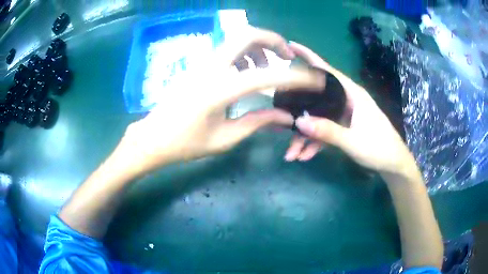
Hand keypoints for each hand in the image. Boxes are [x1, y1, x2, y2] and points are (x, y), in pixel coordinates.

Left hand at [116, 29, 324, 176]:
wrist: (153, 138)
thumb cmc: (185, 143)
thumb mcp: (224, 138)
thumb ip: (258, 122)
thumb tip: (287, 116)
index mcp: (219, 89)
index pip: (267, 75)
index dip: (296, 77)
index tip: (315, 79)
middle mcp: (211, 67)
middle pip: (247, 34)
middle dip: (274, 40)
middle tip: (288, 57)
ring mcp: (202, 62)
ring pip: (237, 38)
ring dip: (259, 47)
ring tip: (268, 68)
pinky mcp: (198, 65)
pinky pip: (227, 49)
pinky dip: (245, 54)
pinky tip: (246, 72)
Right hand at [284, 42, 413, 174]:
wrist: (393, 164)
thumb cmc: (379, 148)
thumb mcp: (353, 141)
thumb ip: (328, 131)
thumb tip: (299, 121)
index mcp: (352, 94)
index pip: (327, 71)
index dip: (309, 57)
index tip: (289, 47)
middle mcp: (346, 100)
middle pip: (316, 96)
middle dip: (297, 108)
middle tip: (278, 113)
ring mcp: (344, 114)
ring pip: (318, 117)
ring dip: (304, 135)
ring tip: (291, 153)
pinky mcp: (344, 126)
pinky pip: (324, 130)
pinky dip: (314, 142)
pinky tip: (304, 156)